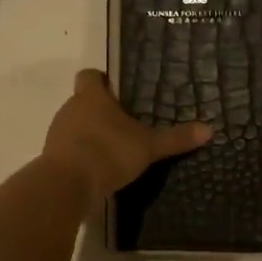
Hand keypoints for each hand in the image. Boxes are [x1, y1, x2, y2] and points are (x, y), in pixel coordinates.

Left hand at [43, 70, 211, 203]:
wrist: (67, 185)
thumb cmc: (108, 152)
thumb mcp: (148, 147)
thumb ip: (175, 138)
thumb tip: (209, 129)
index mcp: (91, 97)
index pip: (90, 75)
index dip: (102, 80)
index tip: (117, 90)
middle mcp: (70, 108)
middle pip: (83, 101)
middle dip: (101, 111)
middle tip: (125, 125)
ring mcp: (57, 133)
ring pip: (75, 126)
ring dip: (90, 134)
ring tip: (114, 149)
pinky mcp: (52, 158)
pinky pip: (69, 149)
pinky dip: (81, 155)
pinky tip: (98, 169)